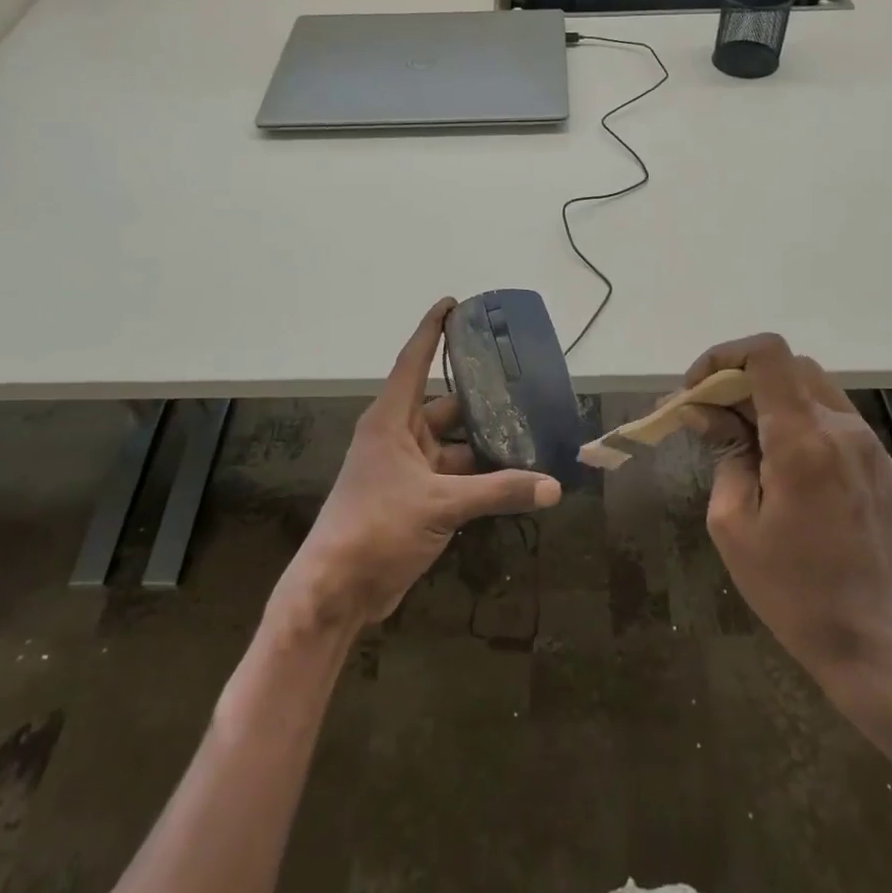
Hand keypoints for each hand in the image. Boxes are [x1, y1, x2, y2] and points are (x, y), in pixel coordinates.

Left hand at [277, 298, 562, 631]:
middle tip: (525, 384)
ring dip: (488, 445)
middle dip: (482, 398)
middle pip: (447, 406)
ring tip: (533, 433)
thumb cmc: (376, 527)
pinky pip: (457, 477)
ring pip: (457, 446)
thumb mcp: (440, 504)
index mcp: (391, 421)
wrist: (338, 590)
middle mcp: (400, 438)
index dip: (432, 330)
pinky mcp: (418, 501)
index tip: (453, 303)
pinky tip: (518, 477)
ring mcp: (408, 471)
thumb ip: (499, 491)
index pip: (413, 361)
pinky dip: (484, 478)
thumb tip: (553, 486)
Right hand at [681, 334, 891, 699]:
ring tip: (738, 436)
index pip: (767, 354)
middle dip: (740, 378)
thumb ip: (723, 454)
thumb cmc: (793, 590)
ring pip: (811, 386)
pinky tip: (775, 457)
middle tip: (709, 416)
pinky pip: (830, 415)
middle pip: (787, 366)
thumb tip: (703, 412)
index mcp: (803, 440)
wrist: (876, 642)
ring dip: (768, 396)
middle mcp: (842, 427)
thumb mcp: (734, 524)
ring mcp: (867, 443)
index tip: (696, 391)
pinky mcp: (877, 462)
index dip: (723, 356)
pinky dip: (795, 416)